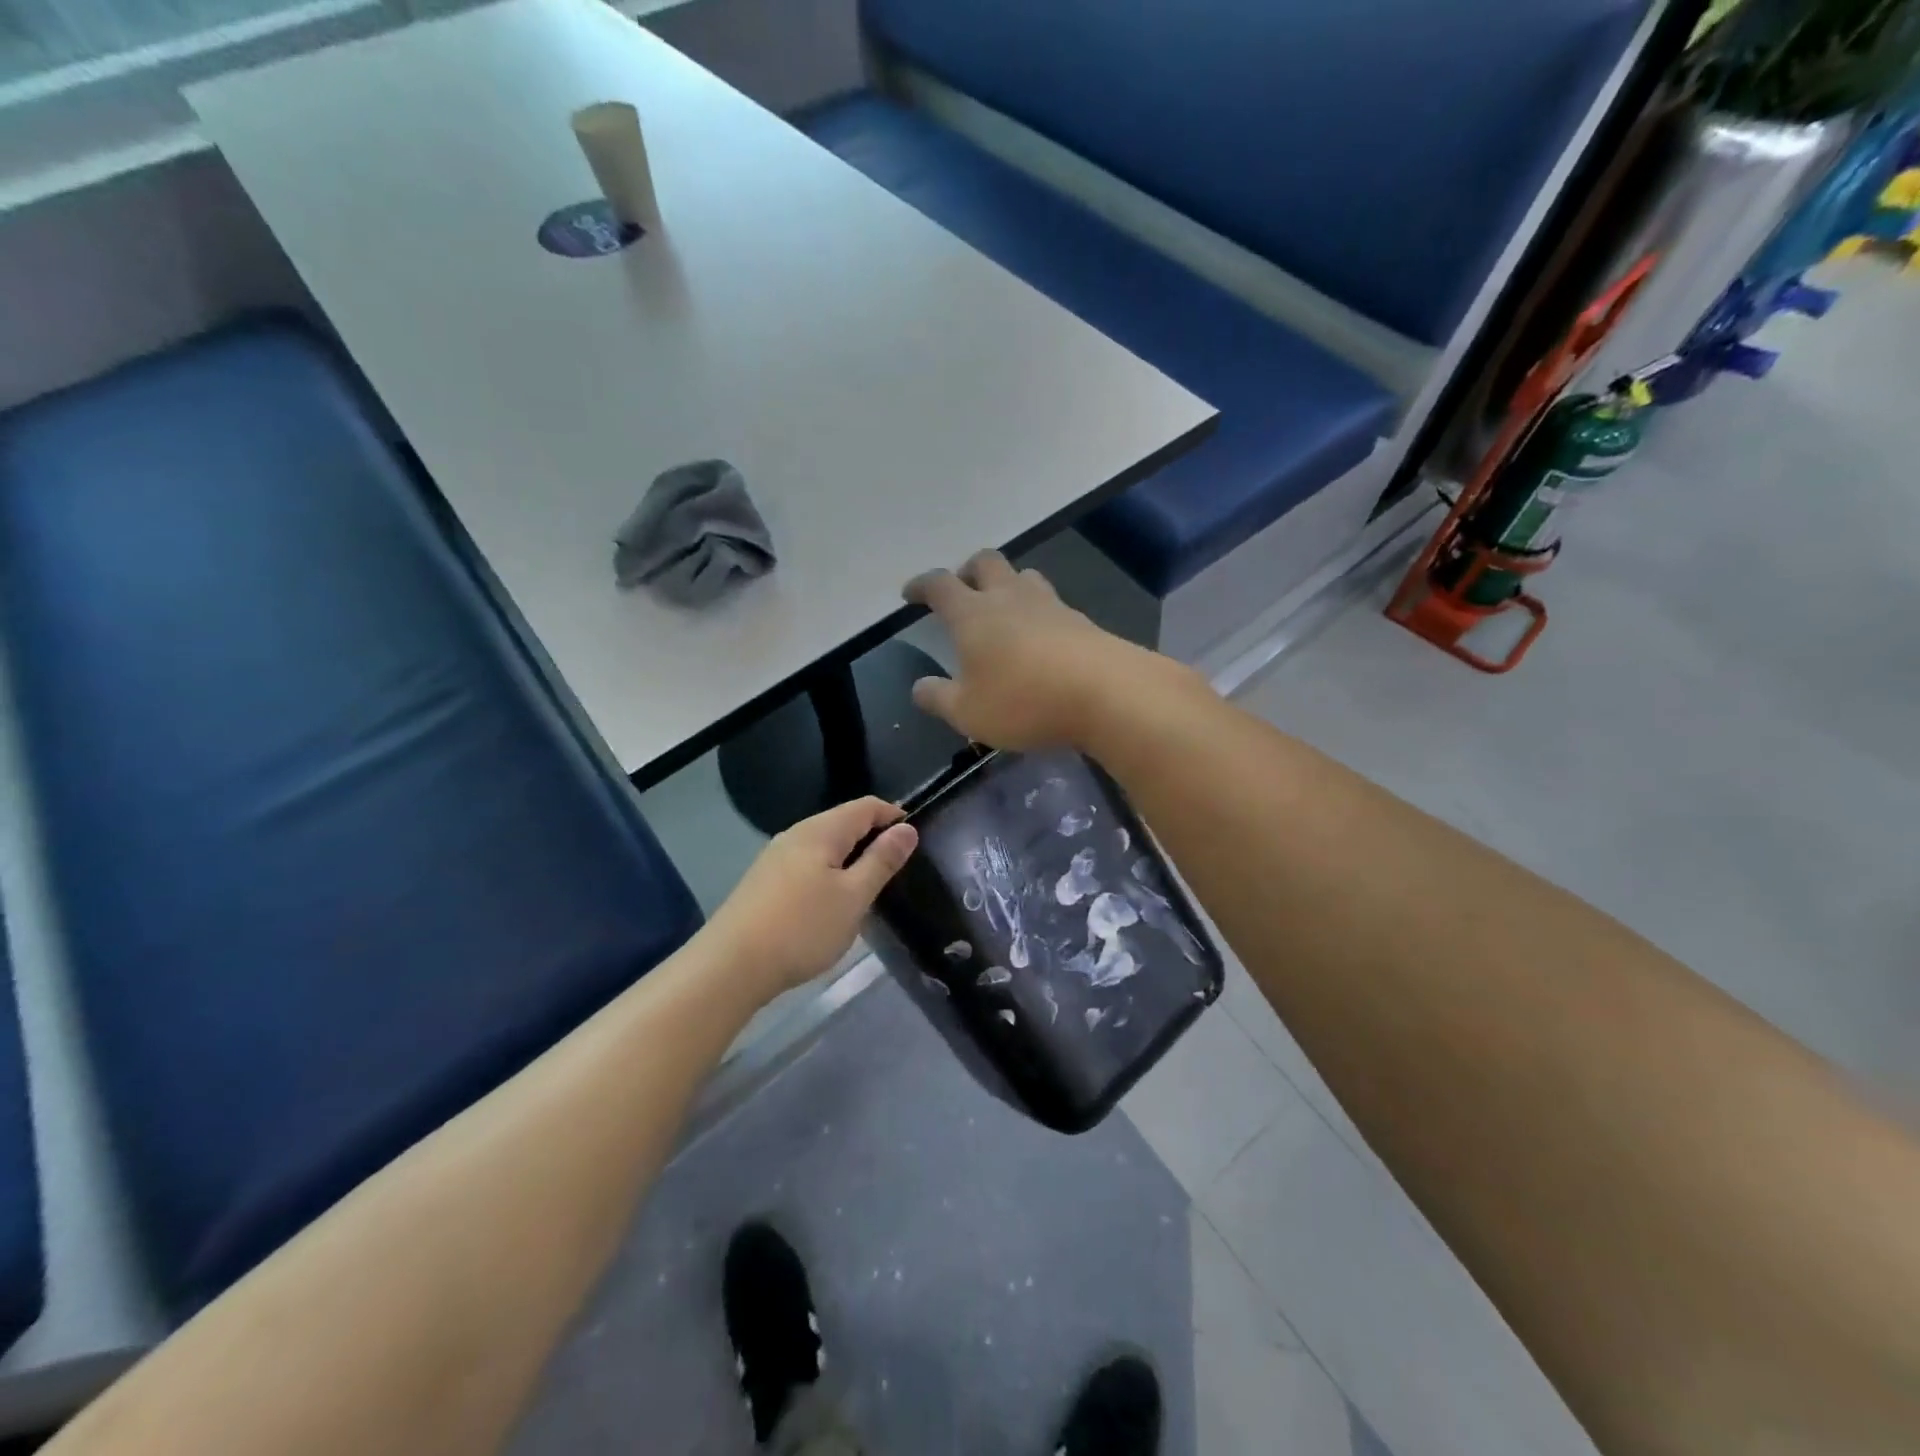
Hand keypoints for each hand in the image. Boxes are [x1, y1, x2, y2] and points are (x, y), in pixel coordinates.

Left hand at [705, 798, 918, 996]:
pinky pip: (807, 865)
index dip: (894, 816)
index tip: (916, 839)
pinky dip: (828, 874)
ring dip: (850, 859)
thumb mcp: (853, 897)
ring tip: (870, 887)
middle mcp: (795, 835)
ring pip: (824, 846)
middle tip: (898, 868)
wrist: (730, 966)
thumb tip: (907, 829)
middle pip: (843, 823)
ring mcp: (775, 858)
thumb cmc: (802, 928)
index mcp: (821, 831)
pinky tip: (832, 903)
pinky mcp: (764, 883)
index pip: (866, 806)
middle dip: (872, 838)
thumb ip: (881, 860)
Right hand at [903, 550, 1152, 750]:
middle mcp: (1009, 597)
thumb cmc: (1023, 701)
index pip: (939, 585)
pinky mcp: (1080, 620)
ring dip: (1007, 584)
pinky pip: (1051, 603)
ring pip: (1023, 576)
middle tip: (961, 590)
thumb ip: (938, 698)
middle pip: (985, 562)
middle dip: (967, 571)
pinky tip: (1040, 637)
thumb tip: (919, 687)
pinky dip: (1037, 611)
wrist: (1106, 693)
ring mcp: (1049, 604)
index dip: (921, 585)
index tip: (911, 594)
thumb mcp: (968, 712)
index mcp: (973, 614)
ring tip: (1003, 609)